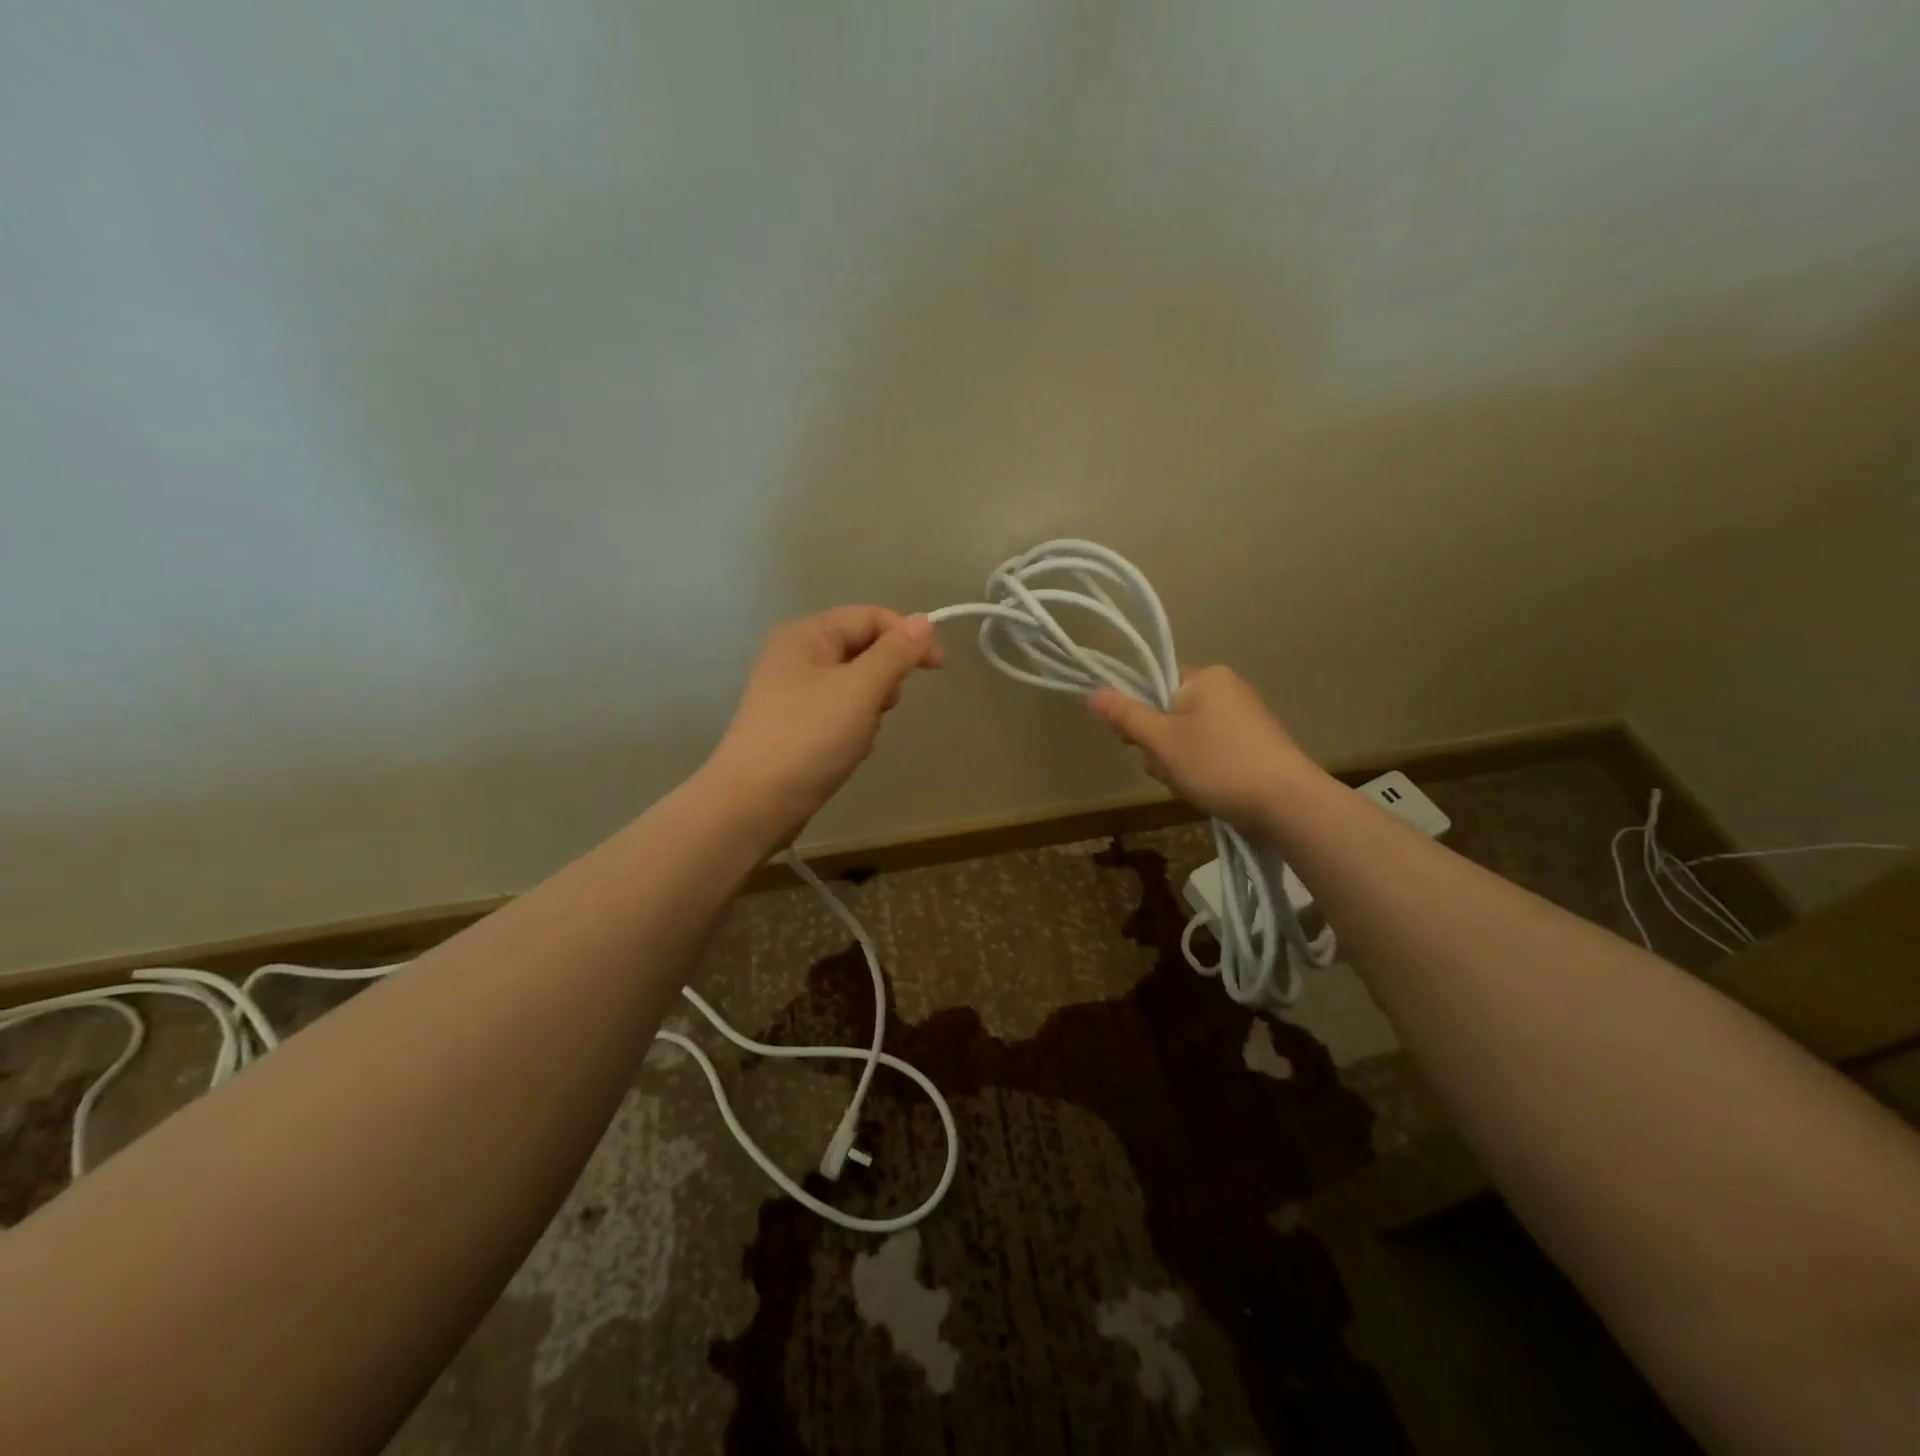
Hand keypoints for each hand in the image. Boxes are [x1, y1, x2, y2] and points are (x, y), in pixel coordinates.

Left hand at [707, 606, 942, 839]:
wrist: (754, 802)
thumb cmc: (810, 737)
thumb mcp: (860, 690)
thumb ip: (895, 653)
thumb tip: (924, 620)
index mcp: (807, 635)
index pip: (870, 617)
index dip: (909, 636)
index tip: (939, 668)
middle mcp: (796, 655)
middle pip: (863, 650)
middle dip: (884, 678)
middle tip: (883, 706)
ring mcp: (792, 692)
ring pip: (855, 686)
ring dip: (870, 709)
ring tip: (859, 735)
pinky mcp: (794, 725)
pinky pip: (839, 714)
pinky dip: (853, 729)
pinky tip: (848, 752)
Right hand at [1086, 665, 1307, 830]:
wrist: (1287, 803)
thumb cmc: (1218, 764)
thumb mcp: (1162, 741)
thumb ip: (1126, 716)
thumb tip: (1093, 692)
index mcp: (1207, 677)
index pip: (1155, 686)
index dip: (1140, 716)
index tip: (1139, 744)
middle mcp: (1229, 689)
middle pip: (1170, 715)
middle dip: (1161, 748)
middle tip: (1170, 770)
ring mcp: (1246, 719)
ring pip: (1189, 739)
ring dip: (1180, 764)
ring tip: (1192, 786)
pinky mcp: (1258, 747)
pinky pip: (1213, 753)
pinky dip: (1205, 772)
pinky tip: (1211, 791)